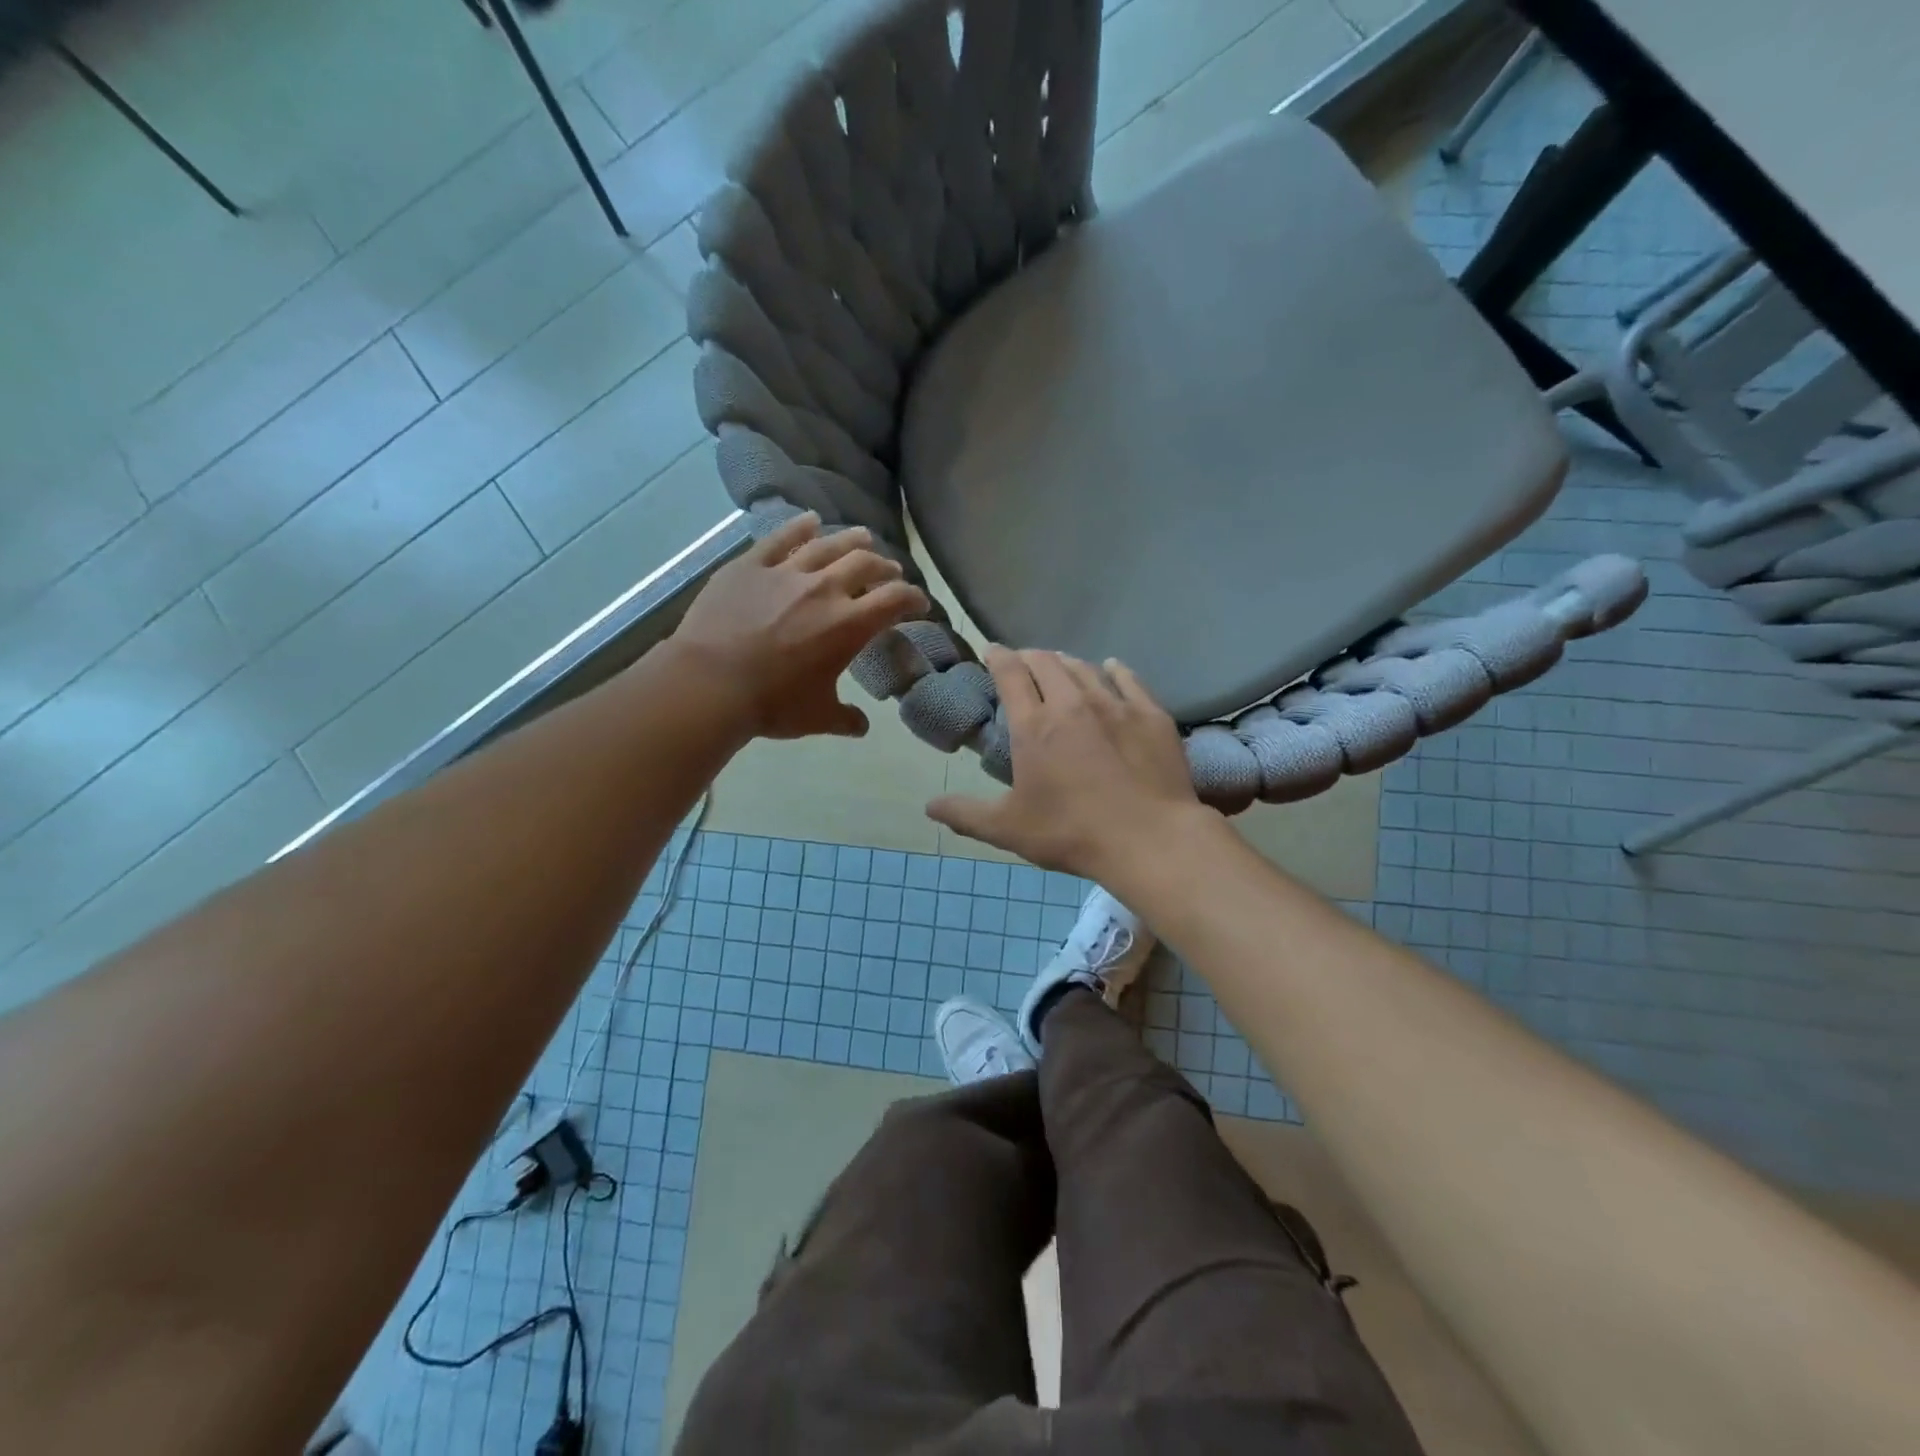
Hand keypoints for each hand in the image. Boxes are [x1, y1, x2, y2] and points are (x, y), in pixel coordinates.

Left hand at [672, 513, 927, 739]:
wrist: (710, 684)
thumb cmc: (772, 704)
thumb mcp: (817, 717)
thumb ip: (845, 719)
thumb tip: (861, 726)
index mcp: (849, 625)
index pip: (894, 600)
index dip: (913, 598)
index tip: (920, 602)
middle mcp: (824, 589)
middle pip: (865, 564)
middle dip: (885, 567)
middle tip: (890, 572)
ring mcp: (785, 573)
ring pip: (827, 545)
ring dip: (851, 540)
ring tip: (863, 537)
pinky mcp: (750, 566)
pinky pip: (779, 539)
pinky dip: (799, 527)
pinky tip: (810, 520)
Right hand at [926, 647, 1210, 878]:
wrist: (1149, 839)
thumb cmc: (1072, 833)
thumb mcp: (1009, 829)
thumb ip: (966, 814)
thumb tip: (929, 806)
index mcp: (1034, 725)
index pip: (1011, 673)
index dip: (998, 656)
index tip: (992, 650)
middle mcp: (1072, 703)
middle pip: (1047, 662)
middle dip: (1030, 657)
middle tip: (1024, 664)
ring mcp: (1115, 705)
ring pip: (1085, 667)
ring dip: (1067, 663)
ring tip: (1061, 667)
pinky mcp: (1150, 714)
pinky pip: (1128, 678)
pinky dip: (1114, 669)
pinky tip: (1111, 668)